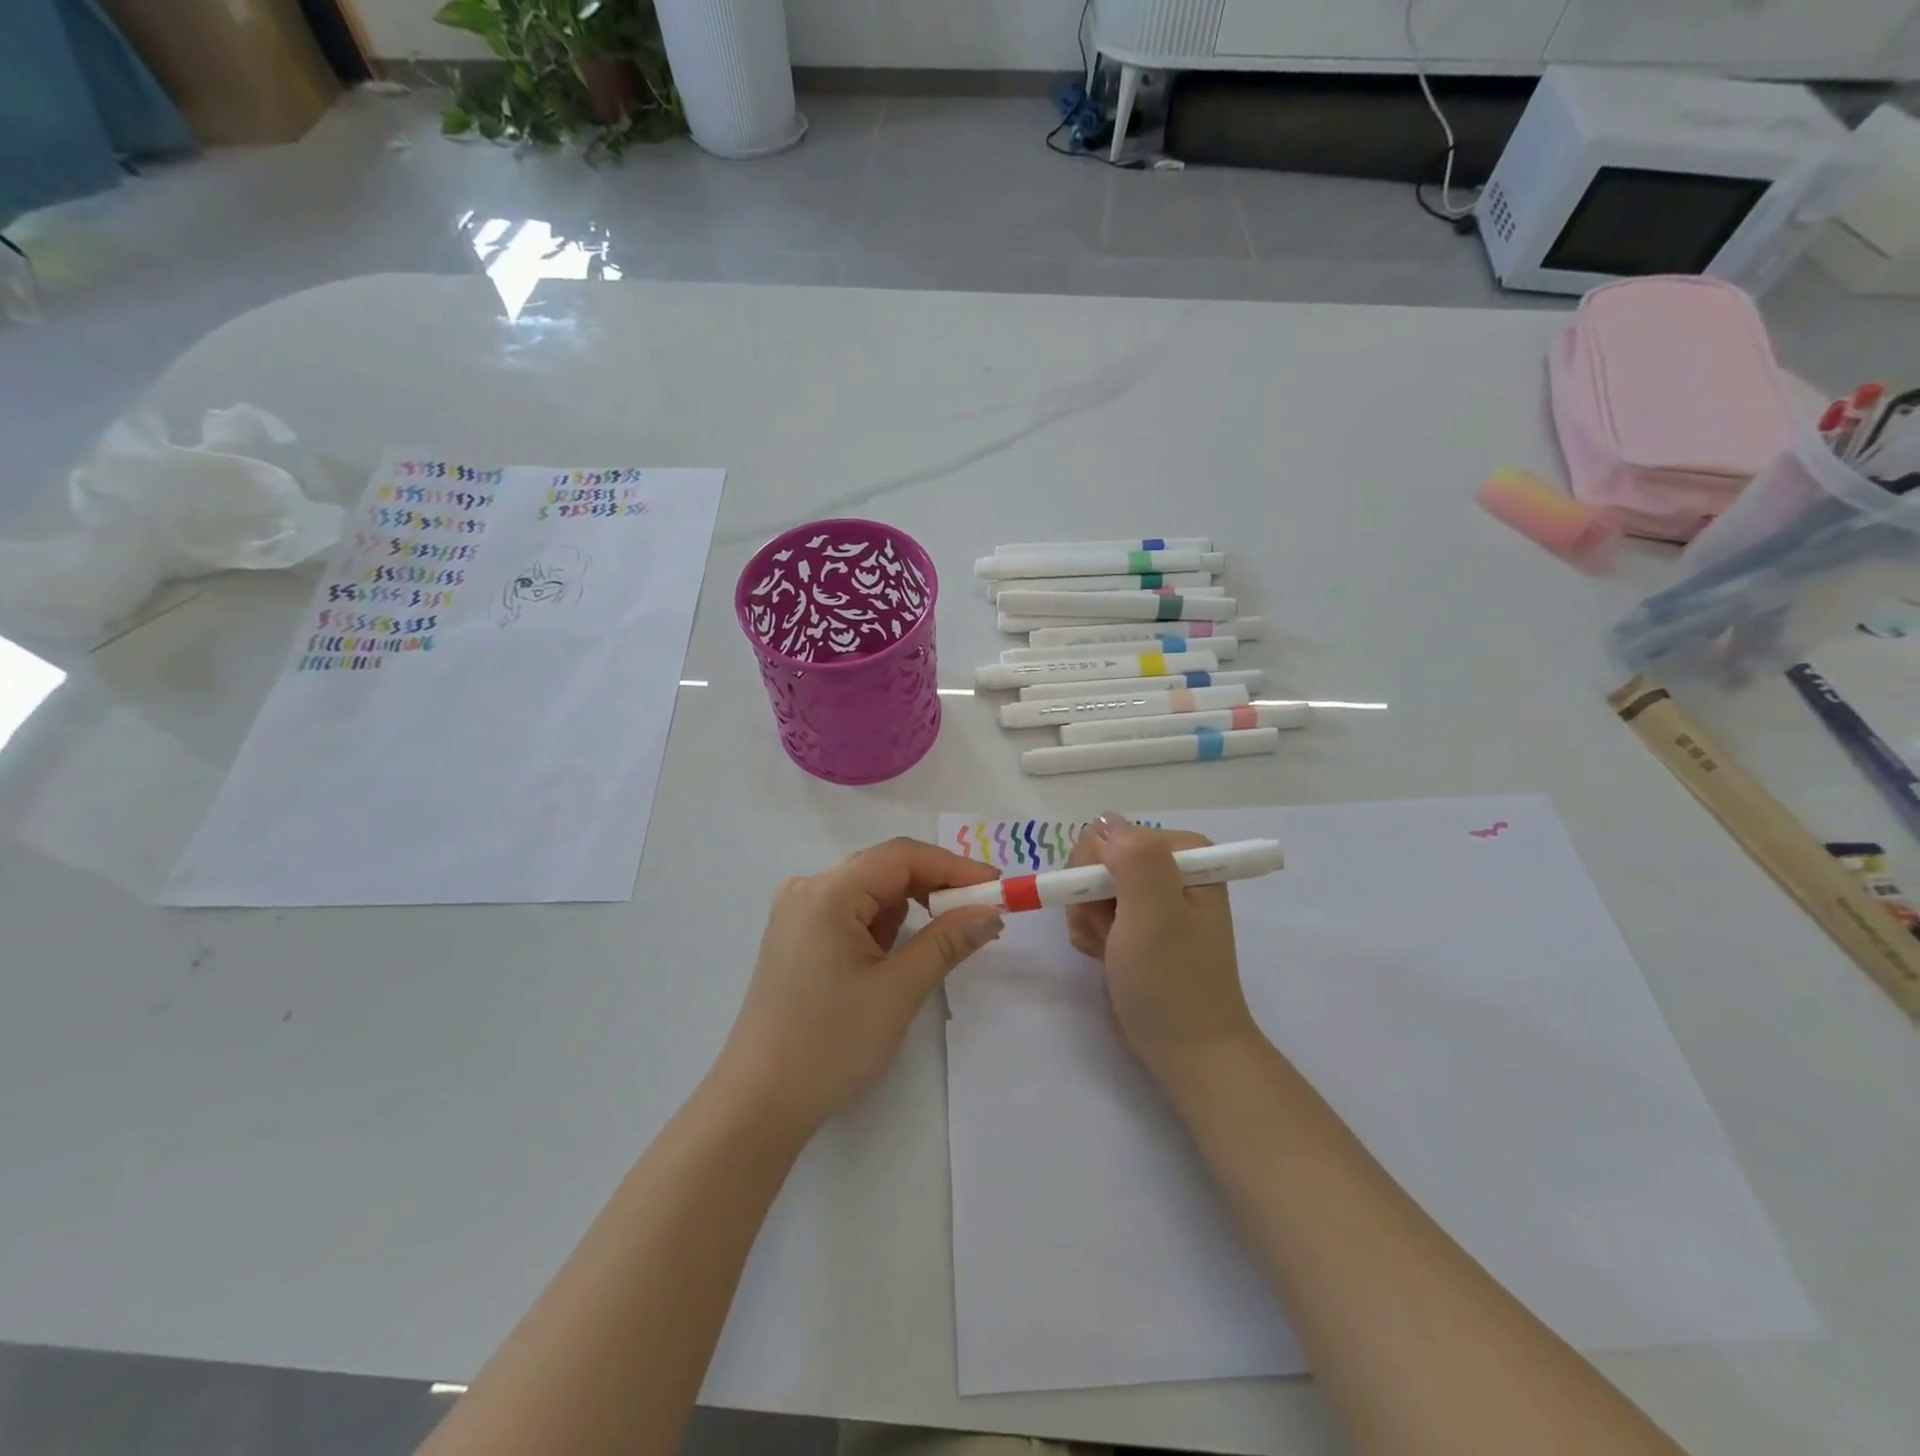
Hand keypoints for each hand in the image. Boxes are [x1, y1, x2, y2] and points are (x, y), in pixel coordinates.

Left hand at [714, 839, 1004, 1136]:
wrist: (758, 1105)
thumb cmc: (830, 1044)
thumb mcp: (898, 991)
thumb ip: (947, 941)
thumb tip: (991, 912)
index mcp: (827, 893)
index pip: (901, 856)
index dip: (954, 866)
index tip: (996, 887)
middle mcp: (808, 890)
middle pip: (883, 869)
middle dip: (934, 886)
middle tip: (979, 912)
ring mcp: (798, 915)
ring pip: (869, 891)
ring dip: (909, 907)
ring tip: (944, 937)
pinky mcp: (797, 939)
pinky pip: (851, 914)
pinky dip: (883, 925)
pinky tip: (898, 954)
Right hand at [1065, 815, 1261, 1088]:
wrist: (1186, 1050)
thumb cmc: (1173, 982)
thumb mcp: (1156, 915)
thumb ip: (1134, 859)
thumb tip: (1104, 823)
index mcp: (1184, 853)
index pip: (1110, 834)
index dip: (1098, 871)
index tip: (1111, 910)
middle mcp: (1167, 866)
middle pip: (1095, 857)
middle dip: (1090, 897)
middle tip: (1110, 933)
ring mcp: (1149, 895)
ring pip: (1086, 884)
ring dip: (1088, 920)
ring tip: (1110, 951)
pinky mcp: (1132, 922)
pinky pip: (1090, 909)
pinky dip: (1089, 935)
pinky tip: (1106, 957)